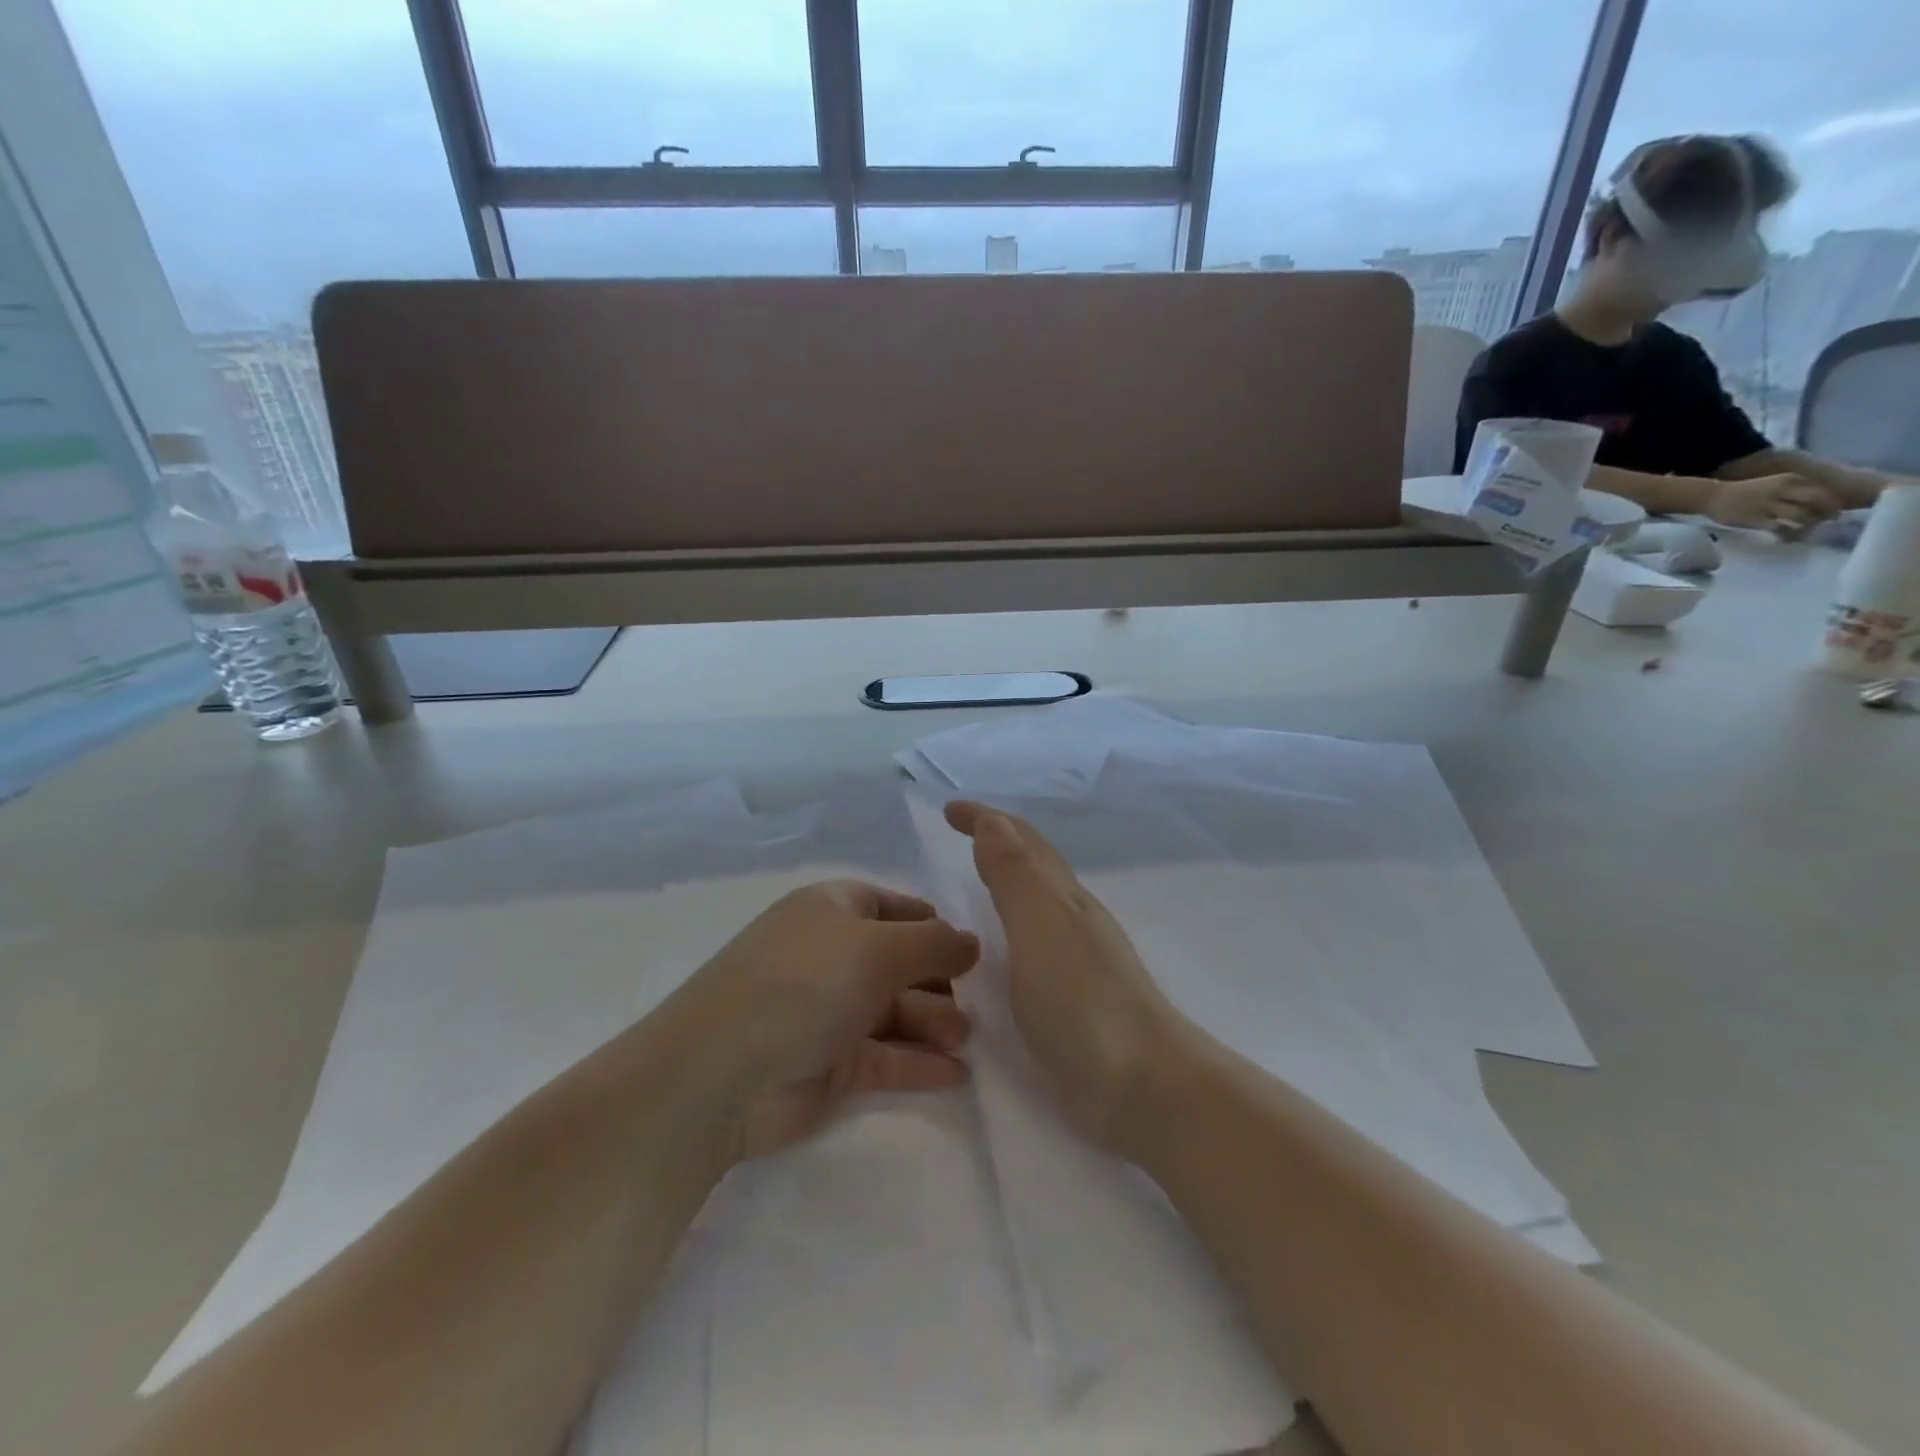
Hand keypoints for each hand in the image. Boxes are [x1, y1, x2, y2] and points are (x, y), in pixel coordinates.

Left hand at [663, 880, 978, 1160]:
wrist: (720, 1075)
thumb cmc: (804, 985)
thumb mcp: (877, 949)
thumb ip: (935, 943)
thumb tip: (972, 942)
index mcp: (834, 910)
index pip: (895, 907)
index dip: (933, 925)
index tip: (971, 950)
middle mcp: (832, 955)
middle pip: (900, 961)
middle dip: (940, 981)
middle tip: (975, 1005)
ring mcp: (829, 1011)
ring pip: (896, 1010)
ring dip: (935, 1023)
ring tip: (964, 1040)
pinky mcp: (830, 1064)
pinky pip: (886, 1056)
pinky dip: (919, 1063)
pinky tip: (957, 1075)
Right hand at [945, 801, 1186, 1160]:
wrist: (1142, 1085)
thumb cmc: (1084, 1000)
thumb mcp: (1041, 925)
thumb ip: (1015, 874)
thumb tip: (994, 821)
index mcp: (1062, 897)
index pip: (1021, 841)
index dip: (986, 819)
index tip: (949, 809)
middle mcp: (1071, 919)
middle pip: (1034, 864)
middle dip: (997, 840)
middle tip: (960, 833)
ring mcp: (1075, 960)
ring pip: (1035, 902)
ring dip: (1006, 880)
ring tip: (973, 881)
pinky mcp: (1070, 1001)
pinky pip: (1031, 943)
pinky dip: (1009, 926)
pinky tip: (999, 949)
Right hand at [1703, 473, 1839, 530]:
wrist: (1712, 497)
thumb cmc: (1744, 492)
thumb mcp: (1774, 484)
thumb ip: (1795, 491)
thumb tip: (1817, 504)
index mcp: (1790, 480)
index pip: (1823, 490)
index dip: (1832, 502)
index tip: (1832, 512)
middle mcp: (1783, 490)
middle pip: (1818, 501)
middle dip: (1827, 513)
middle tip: (1828, 523)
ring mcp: (1769, 505)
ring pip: (1802, 515)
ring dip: (1808, 525)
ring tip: (1806, 532)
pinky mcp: (1756, 519)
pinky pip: (1781, 528)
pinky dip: (1788, 533)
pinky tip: (1786, 536)